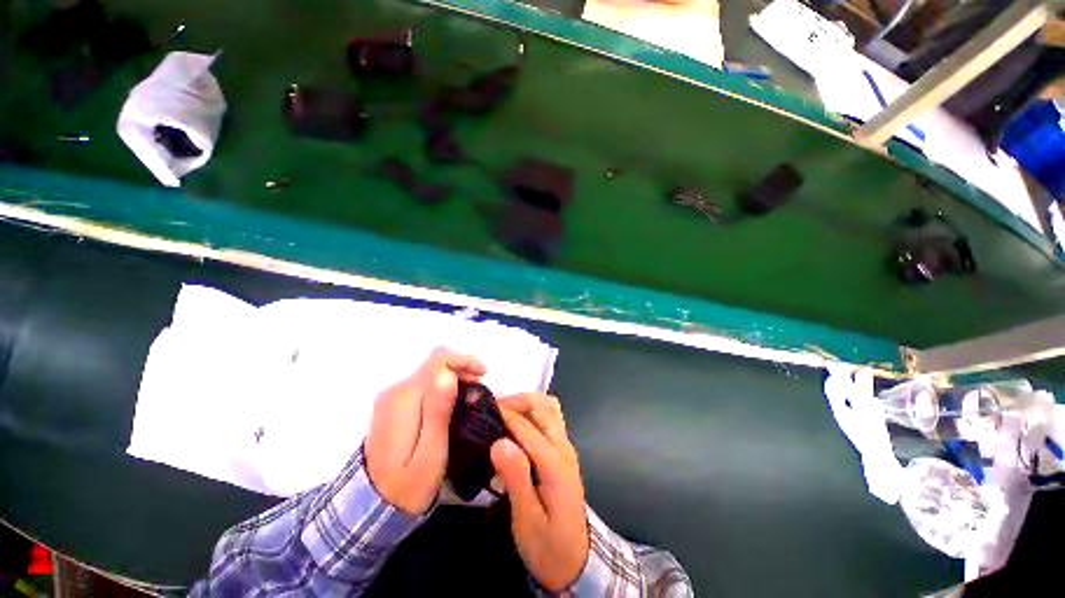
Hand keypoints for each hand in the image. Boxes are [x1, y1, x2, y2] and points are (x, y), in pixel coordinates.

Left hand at [365, 348, 485, 514]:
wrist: (373, 509)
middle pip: (435, 364)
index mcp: (404, 399)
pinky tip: (452, 406)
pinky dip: (443, 387)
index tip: (484, 376)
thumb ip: (438, 411)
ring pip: (430, 372)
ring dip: (454, 378)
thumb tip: (447, 374)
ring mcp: (391, 397)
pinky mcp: (393, 405)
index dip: (464, 360)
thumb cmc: (408, 485)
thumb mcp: (430, 453)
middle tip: (478, 393)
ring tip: (469, 400)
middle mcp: (395, 391)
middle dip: (461, 369)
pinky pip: (423, 384)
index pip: (438, 360)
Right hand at [490, 393, 588, 591]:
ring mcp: (566, 445)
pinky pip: (551, 416)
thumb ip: (516, 478)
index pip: (526, 426)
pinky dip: (534, 409)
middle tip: (489, 409)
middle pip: (540, 407)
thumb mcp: (527, 520)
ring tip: (503, 411)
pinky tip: (519, 421)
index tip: (480, 408)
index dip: (503, 413)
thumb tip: (499, 442)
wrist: (577, 559)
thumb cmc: (548, 544)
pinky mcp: (564, 449)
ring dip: (526, 402)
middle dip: (514, 401)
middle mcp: (563, 446)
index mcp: (554, 463)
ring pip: (548, 407)